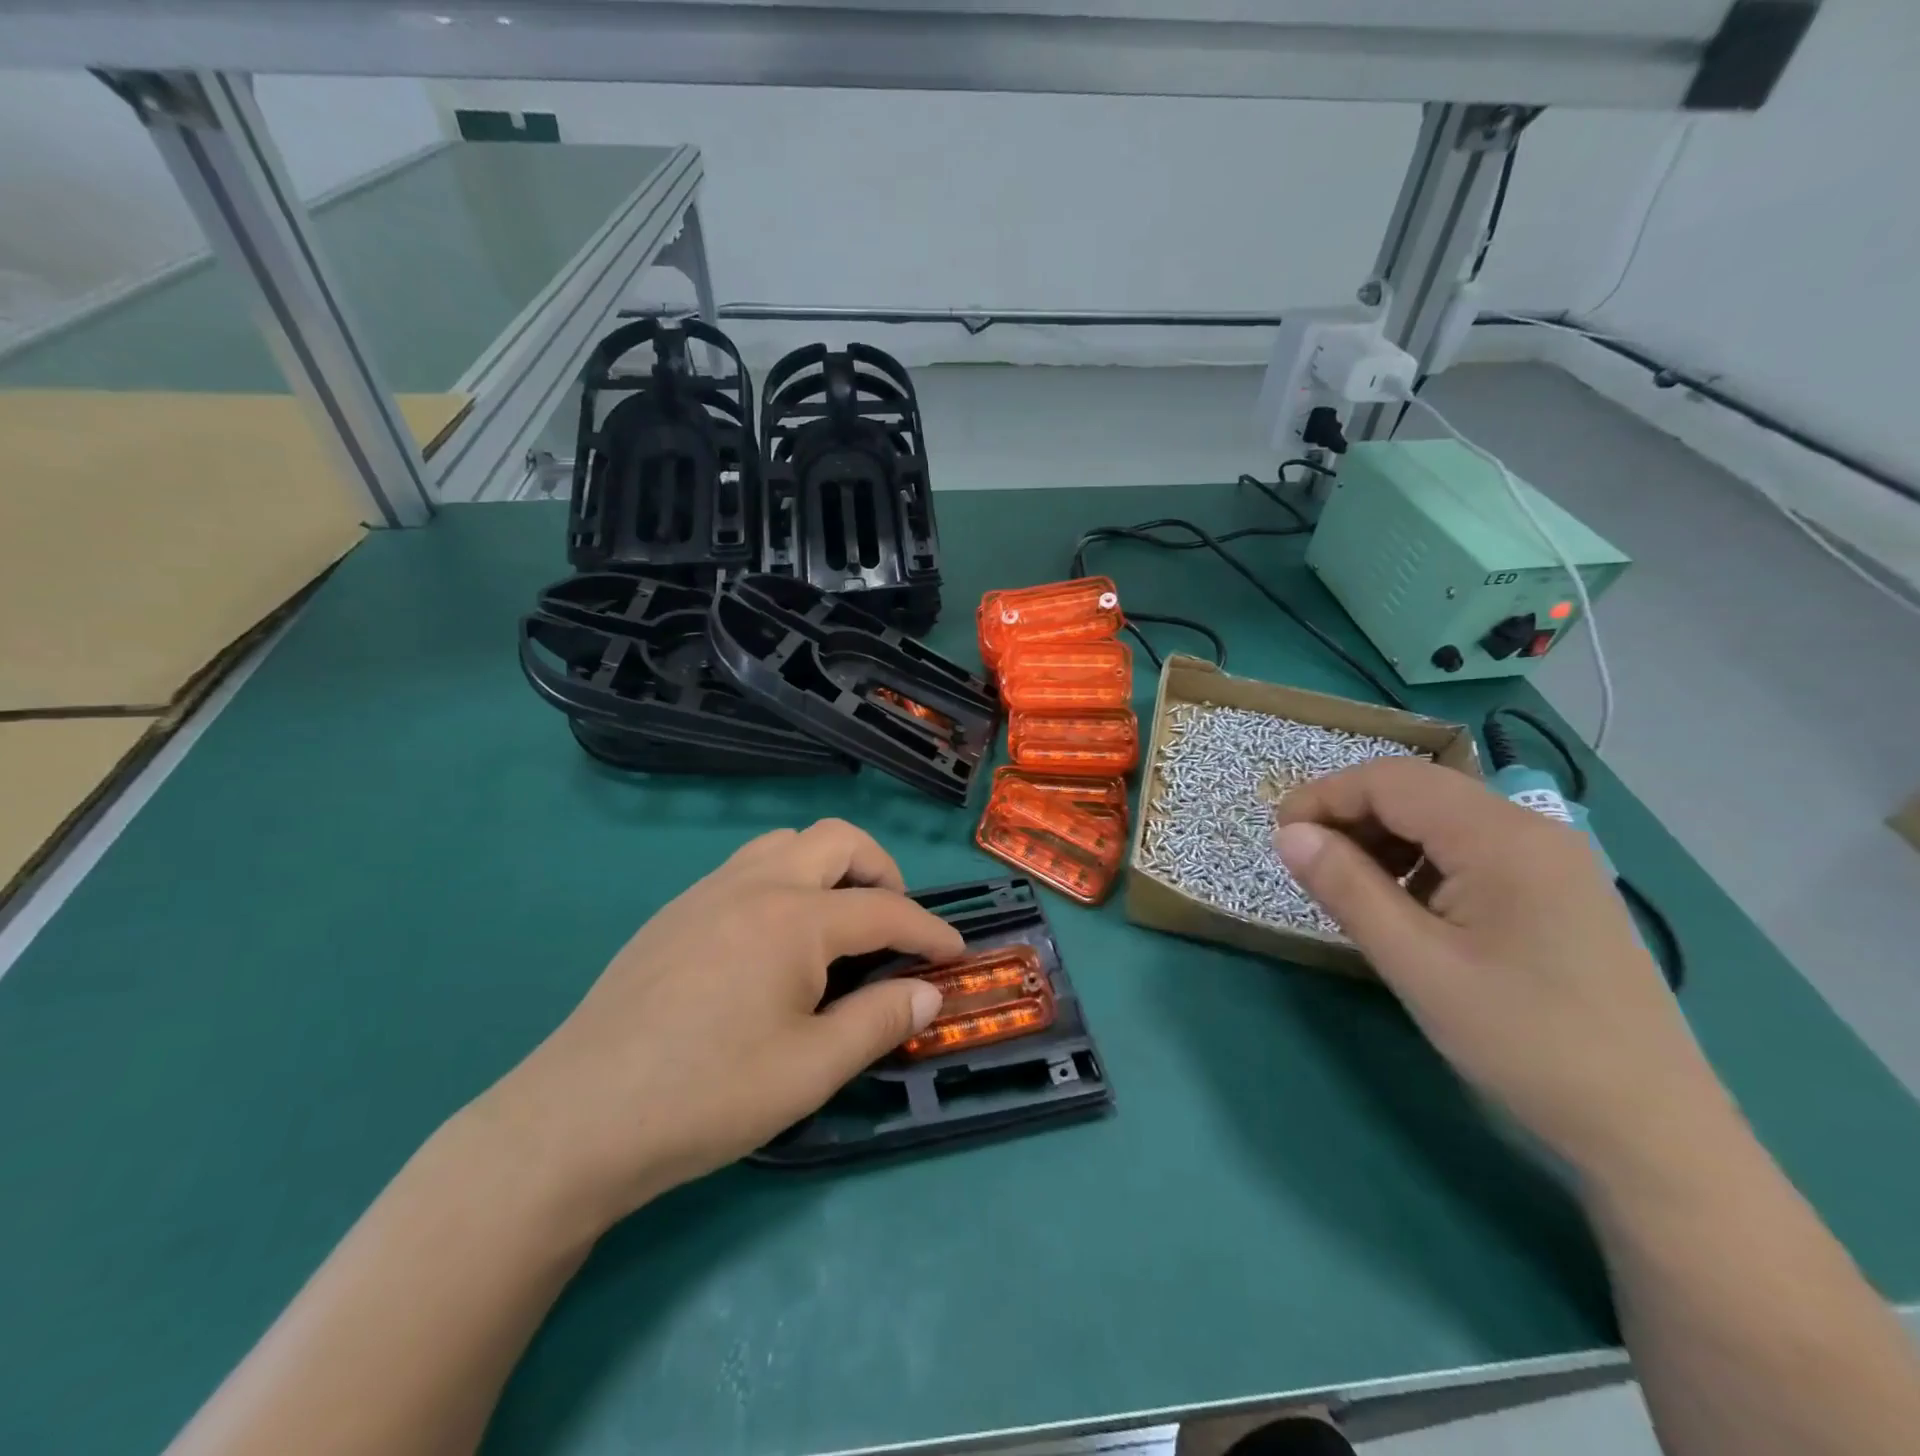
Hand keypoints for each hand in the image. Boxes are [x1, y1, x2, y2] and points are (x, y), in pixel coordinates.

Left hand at [473, 820, 962, 1228]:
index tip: (954, 953)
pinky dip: (785, 882)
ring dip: (828, 868)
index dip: (928, 930)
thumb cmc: (705, 1097)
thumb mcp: (810, 1070)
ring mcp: (707, 892)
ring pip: (787, 843)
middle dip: (882, 871)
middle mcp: (754, 885)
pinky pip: (747, 867)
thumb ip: (879, 1022)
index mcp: (794, 919)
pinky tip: (775, 942)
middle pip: (838, 840)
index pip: (884, 908)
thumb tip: (929, 992)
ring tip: (837, 924)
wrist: (575, 1121)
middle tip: (892, 926)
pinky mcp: (675, 911)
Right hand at [1273, 759, 1734, 1188]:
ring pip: (1443, 818)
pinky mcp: (1558, 890)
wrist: (1652, 1131)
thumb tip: (1287, 834)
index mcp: (1502, 838)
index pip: (1391, 781)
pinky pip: (1471, 849)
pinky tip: (1408, 907)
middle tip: (1306, 862)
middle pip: (1418, 791)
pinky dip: (1421, 860)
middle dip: (1350, 814)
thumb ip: (1346, 888)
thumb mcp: (1416, 964)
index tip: (1279, 837)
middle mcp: (1533, 831)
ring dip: (1384, 837)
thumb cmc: (1523, 1042)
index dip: (1324, 797)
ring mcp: (1554, 860)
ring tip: (1350, 887)